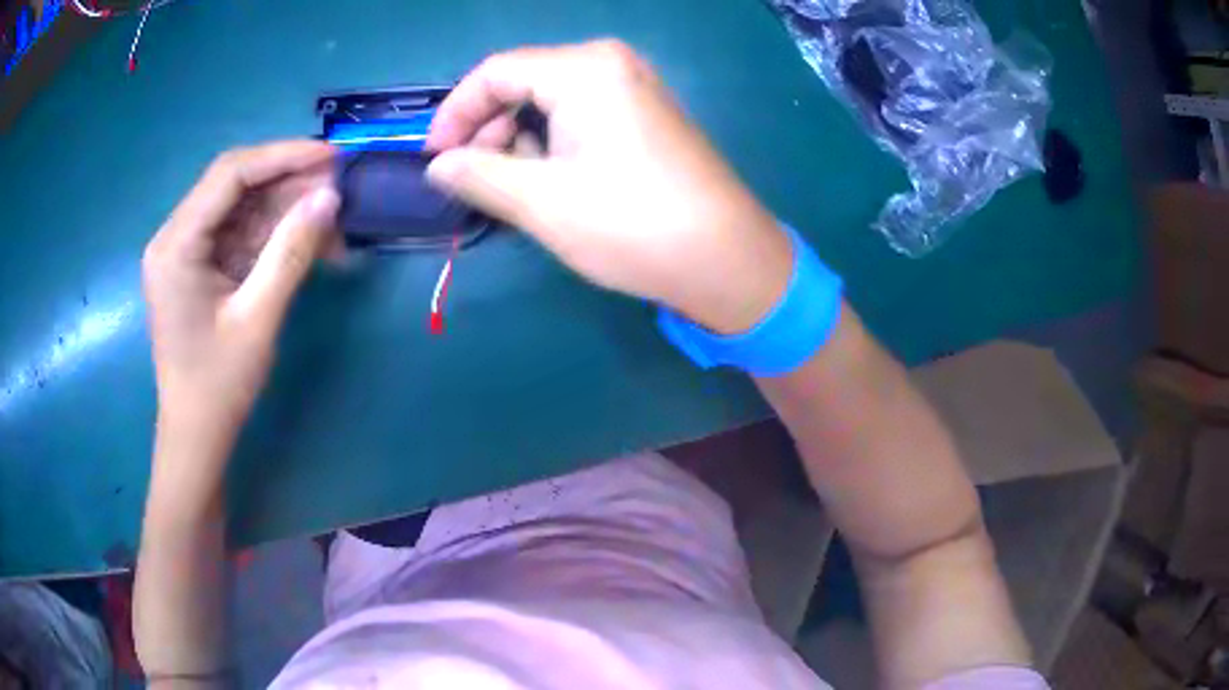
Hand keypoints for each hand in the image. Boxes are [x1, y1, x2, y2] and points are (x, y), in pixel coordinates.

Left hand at [142, 142, 338, 445]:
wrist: (197, 435)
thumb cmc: (218, 385)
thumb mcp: (257, 318)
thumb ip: (291, 252)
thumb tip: (330, 197)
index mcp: (176, 245)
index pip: (229, 174)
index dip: (282, 156)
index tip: (331, 156)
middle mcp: (175, 237)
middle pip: (235, 186)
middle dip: (287, 181)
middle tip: (338, 187)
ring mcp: (187, 251)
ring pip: (242, 208)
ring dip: (286, 209)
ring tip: (332, 217)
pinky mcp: (200, 267)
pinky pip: (240, 235)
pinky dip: (274, 235)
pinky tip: (308, 241)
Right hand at [426, 40, 792, 334]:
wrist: (727, 260)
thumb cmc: (632, 225)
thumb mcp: (541, 202)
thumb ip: (477, 174)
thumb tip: (438, 165)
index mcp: (584, 69)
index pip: (495, 72)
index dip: (455, 113)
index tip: (434, 159)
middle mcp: (611, 64)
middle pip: (523, 82)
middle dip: (488, 129)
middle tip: (473, 180)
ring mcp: (635, 88)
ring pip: (550, 101)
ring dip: (519, 141)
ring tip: (513, 190)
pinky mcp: (647, 115)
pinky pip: (581, 115)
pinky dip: (552, 144)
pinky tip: (551, 182)